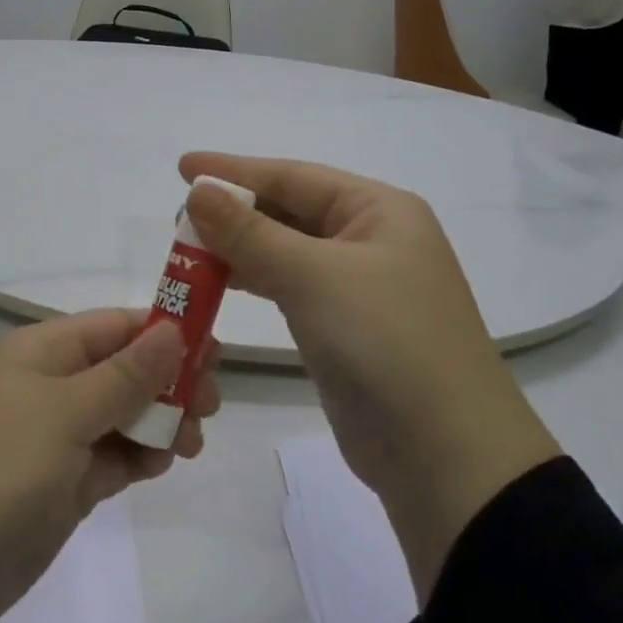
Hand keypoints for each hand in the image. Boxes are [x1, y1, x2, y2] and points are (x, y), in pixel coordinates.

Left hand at [0, 311, 218, 622]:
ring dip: (161, 422)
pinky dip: (139, 457)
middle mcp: (48, 387)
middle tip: (210, 405)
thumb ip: (125, 375)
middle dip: (169, 382)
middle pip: (124, 370)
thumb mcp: (64, 413)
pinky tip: (160, 465)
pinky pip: (112, 457)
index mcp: (41, 352)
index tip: (214, 351)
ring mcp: (54, 439)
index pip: (114, 326)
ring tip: (189, 443)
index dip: (165, 332)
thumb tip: (174, 329)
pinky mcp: (60, 486)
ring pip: (123, 415)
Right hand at [179, 153, 559, 597]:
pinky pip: (290, 289)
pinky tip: (221, 283)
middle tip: (178, 219)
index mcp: (379, 211)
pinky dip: (255, 282)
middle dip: (234, 212)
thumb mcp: (315, 277)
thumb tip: (198, 192)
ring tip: (188, 250)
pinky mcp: (344, 329)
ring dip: (239, 249)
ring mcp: (359, 288)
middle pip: (289, 212)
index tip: (181, 168)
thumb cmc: (386, 342)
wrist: (445, 454)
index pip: (294, 176)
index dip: (234, 171)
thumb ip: (251, 233)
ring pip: (286, 252)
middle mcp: (371, 240)